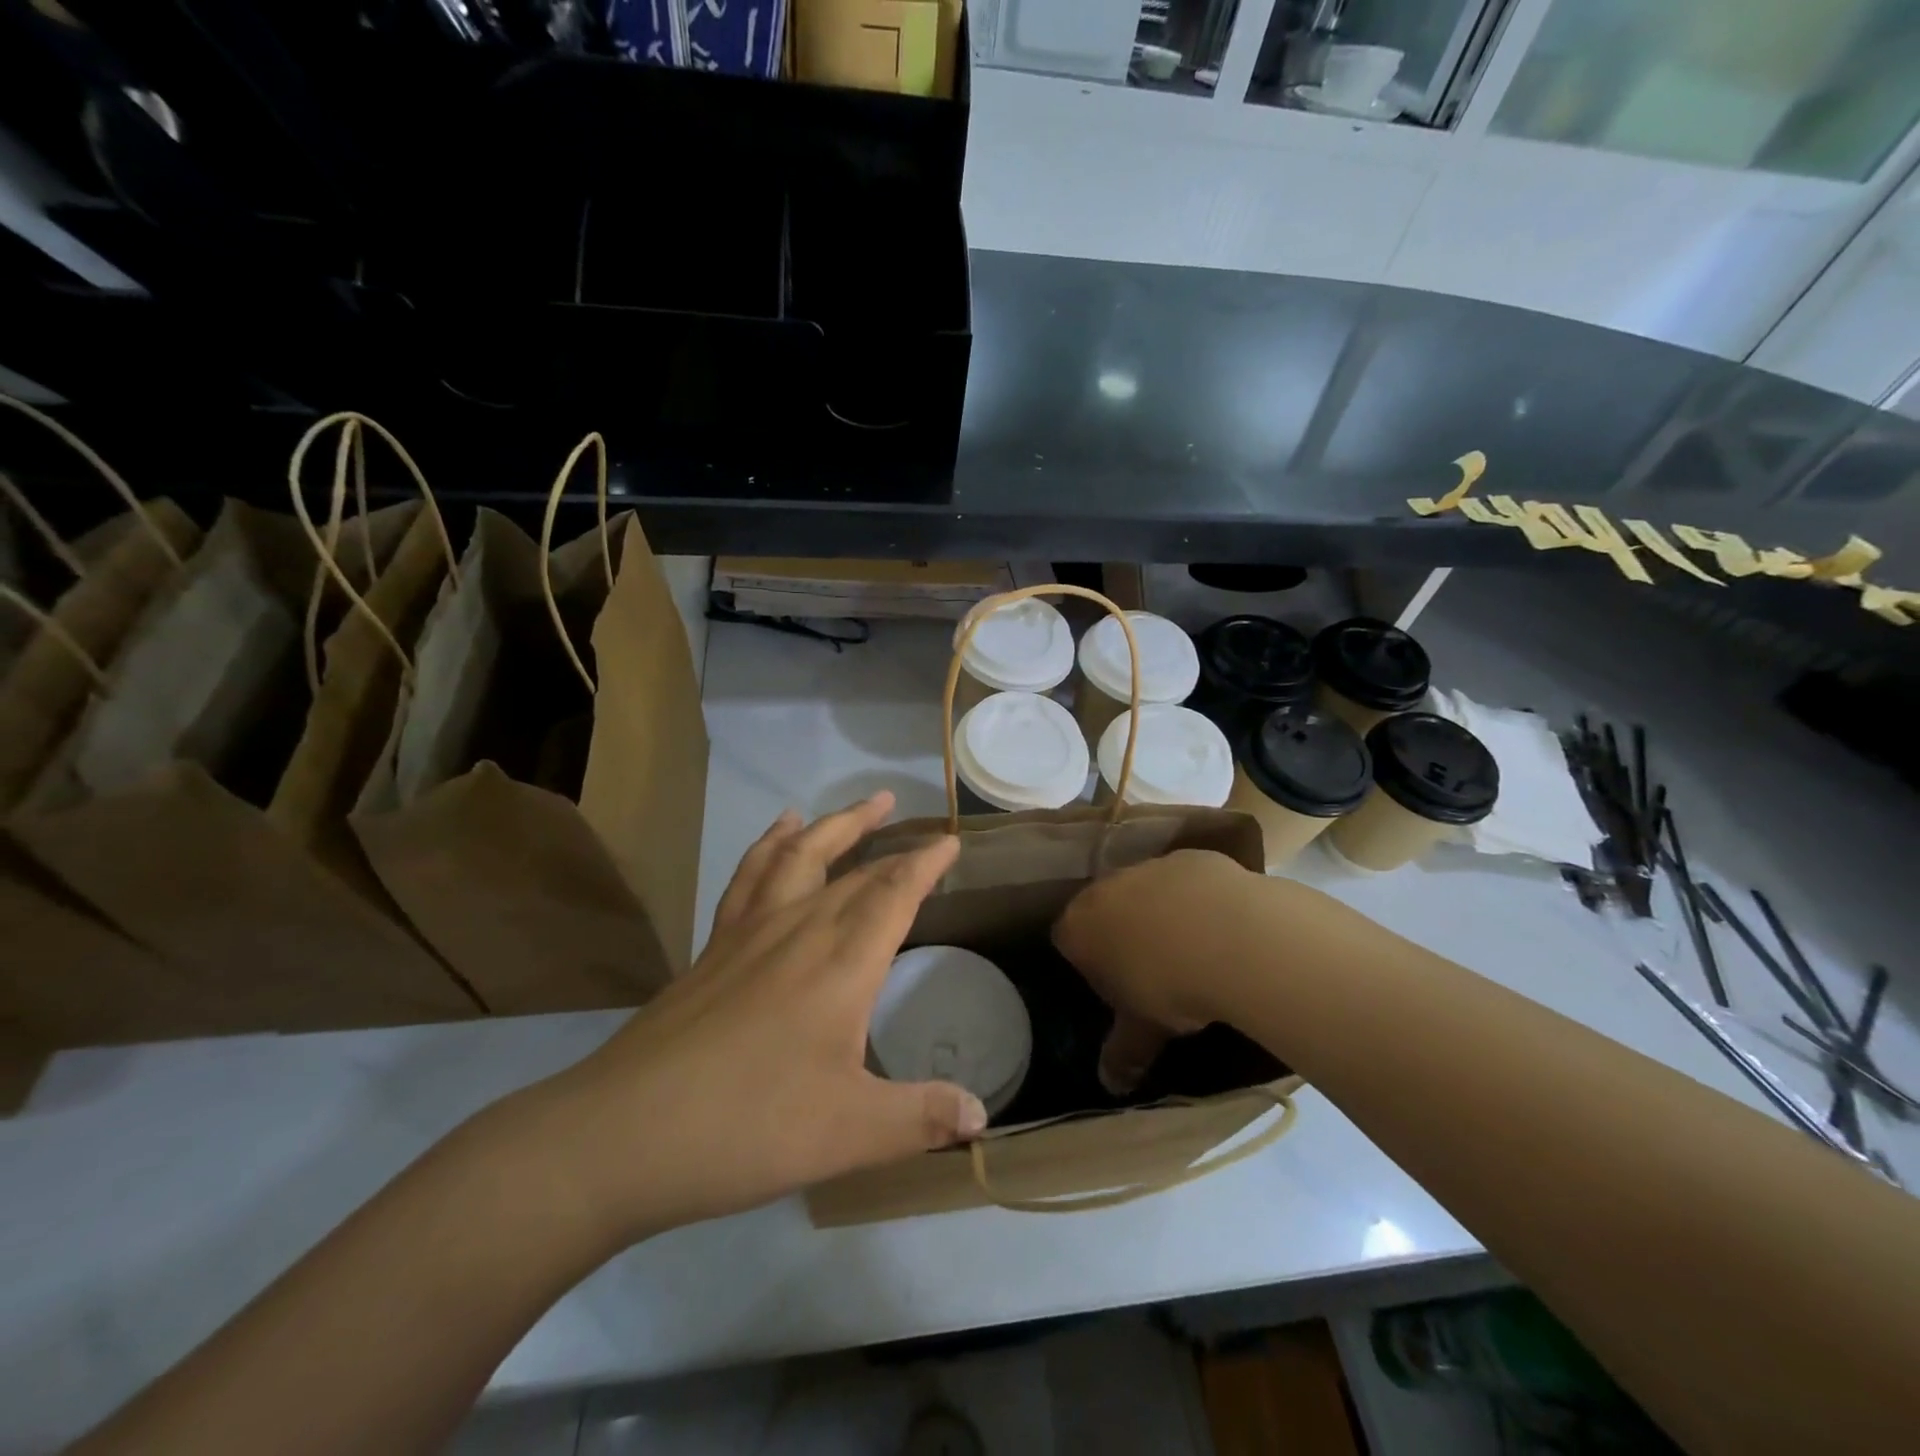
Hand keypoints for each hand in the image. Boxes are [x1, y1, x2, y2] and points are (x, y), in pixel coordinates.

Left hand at [528, 793, 978, 1245]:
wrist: (624, 1133)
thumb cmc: (750, 1127)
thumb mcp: (850, 1133)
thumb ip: (921, 1118)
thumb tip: (982, 1116)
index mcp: (842, 962)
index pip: (894, 894)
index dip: (926, 864)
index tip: (951, 840)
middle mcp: (800, 930)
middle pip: (854, 872)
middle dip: (890, 843)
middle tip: (917, 823)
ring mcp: (750, 932)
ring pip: (801, 856)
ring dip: (835, 825)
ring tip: (862, 805)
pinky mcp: (714, 946)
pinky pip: (750, 876)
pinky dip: (770, 844)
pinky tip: (779, 832)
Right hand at [1051, 849, 1260, 1093]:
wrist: (1231, 936)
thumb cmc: (1169, 987)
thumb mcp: (1144, 1029)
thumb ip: (1123, 1054)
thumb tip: (1111, 1086)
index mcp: (1079, 927)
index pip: (1066, 939)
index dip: (1086, 962)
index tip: (1112, 984)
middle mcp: (1105, 888)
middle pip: (1103, 908)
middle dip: (1120, 932)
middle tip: (1150, 967)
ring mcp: (1148, 867)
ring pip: (1144, 890)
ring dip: (1158, 912)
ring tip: (1191, 947)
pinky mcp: (1190, 857)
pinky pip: (1185, 880)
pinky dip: (1196, 898)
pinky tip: (1221, 926)